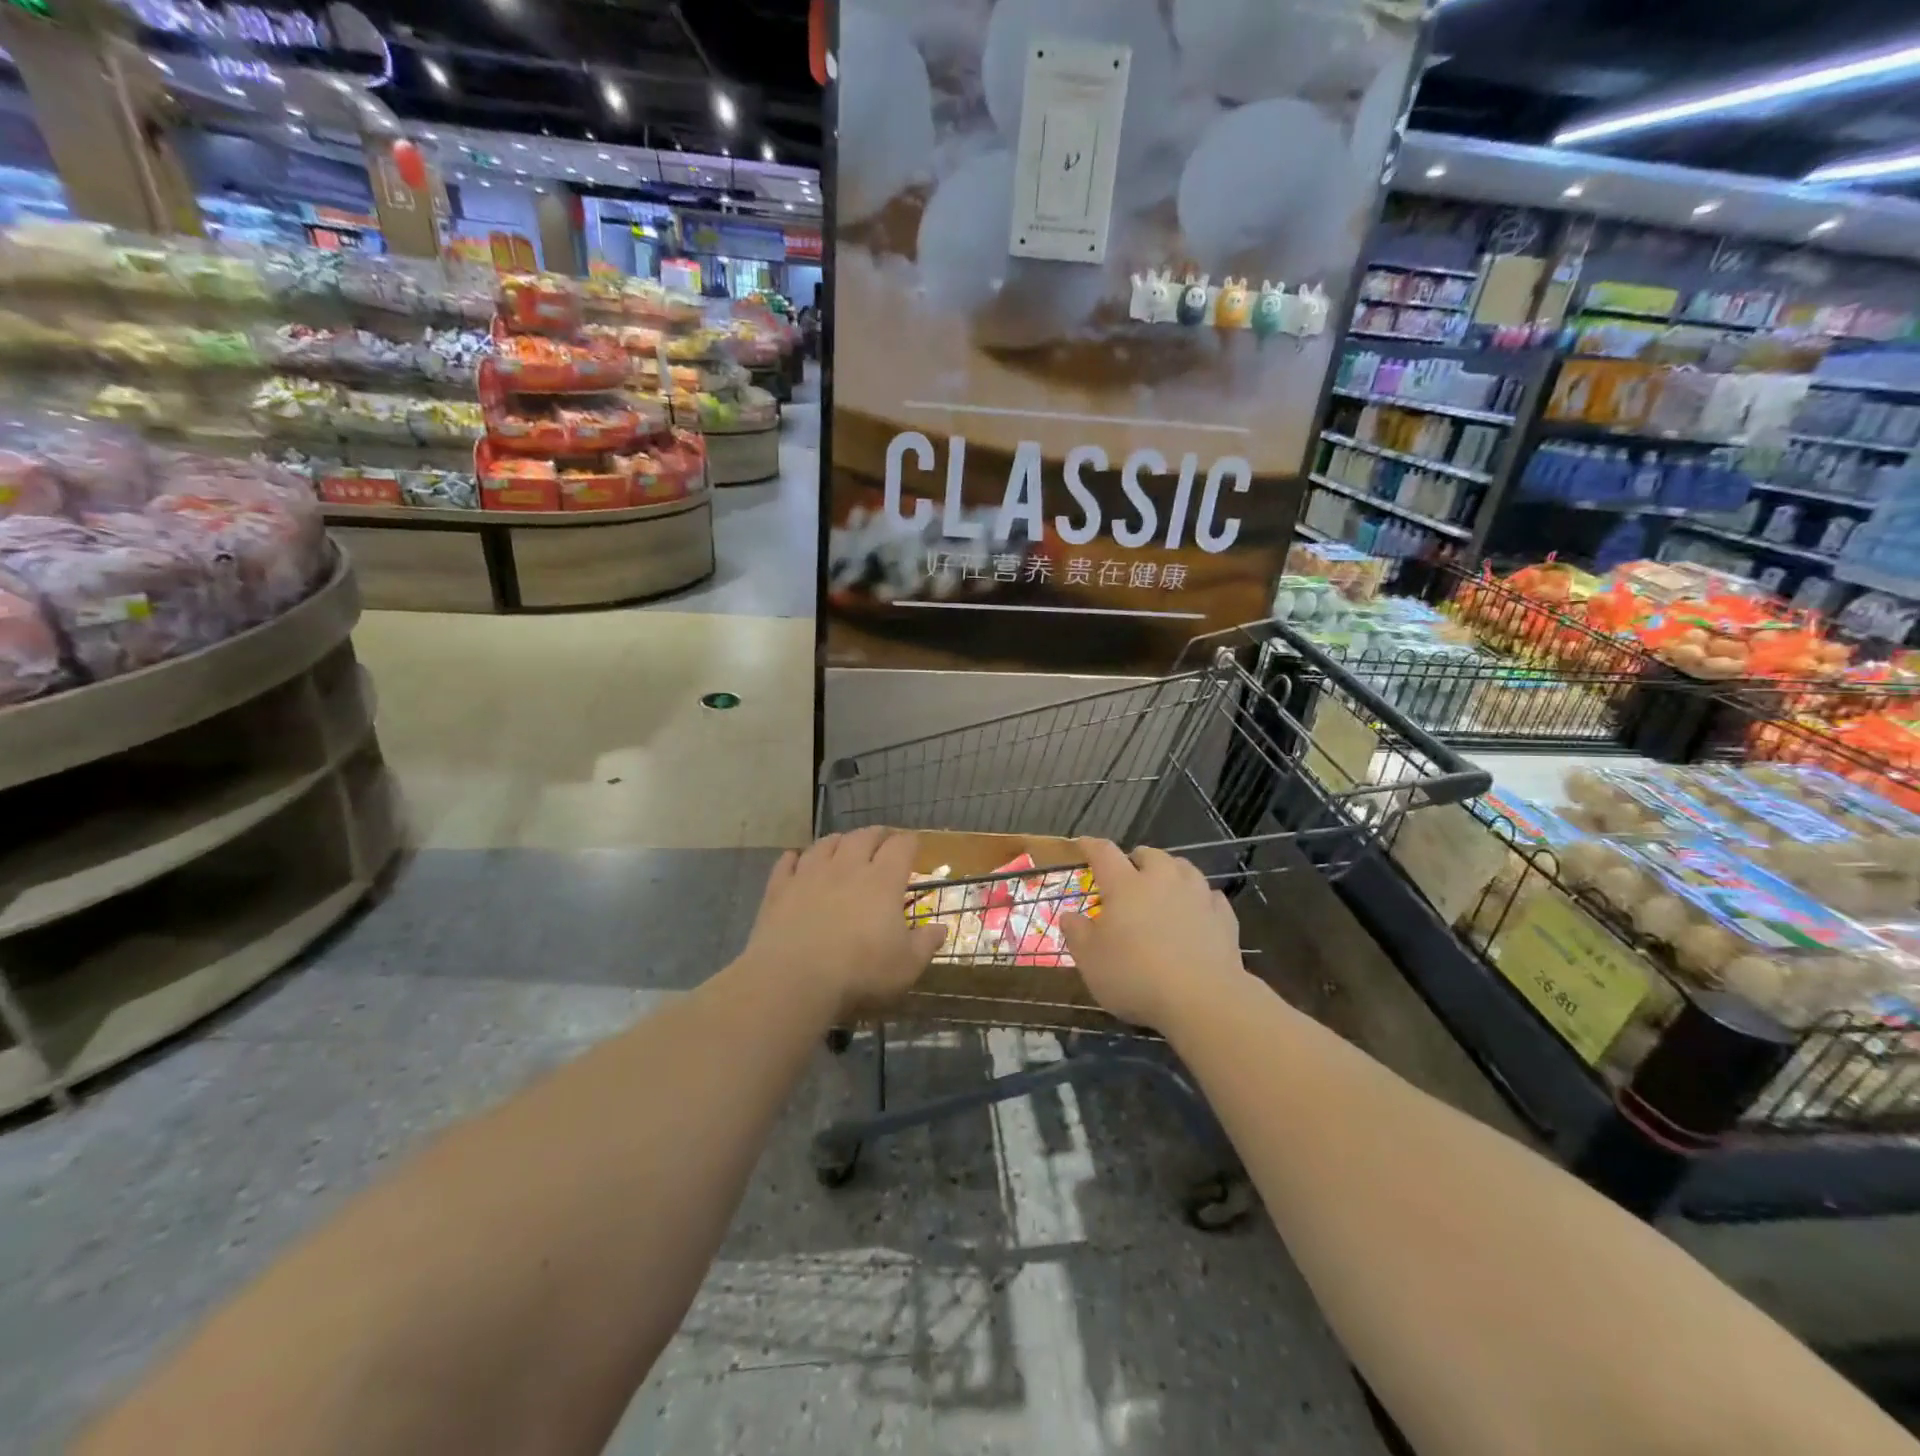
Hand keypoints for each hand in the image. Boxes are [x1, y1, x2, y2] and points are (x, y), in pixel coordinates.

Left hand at [740, 827, 946, 1021]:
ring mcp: (810, 874)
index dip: (909, 842)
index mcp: (883, 881)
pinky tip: (796, 860)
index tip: (914, 846)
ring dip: (838, 841)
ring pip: (826, 843)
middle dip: (877, 835)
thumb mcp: (906, 966)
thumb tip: (941, 928)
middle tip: (882, 841)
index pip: (901, 846)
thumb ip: (926, 944)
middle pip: (864, 836)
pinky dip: (795, 857)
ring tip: (843, 846)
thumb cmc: (860, 973)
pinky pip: (787, 862)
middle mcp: (847, 867)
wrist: (793, 980)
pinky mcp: (780, 889)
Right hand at [1060, 839, 1245, 1032]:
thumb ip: (1077, 934)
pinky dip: (1200, 899)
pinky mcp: (1224, 916)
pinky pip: (1210, 896)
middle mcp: (1162, 880)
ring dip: (1170, 872)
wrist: (1202, 999)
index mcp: (1125, 885)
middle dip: (1136, 859)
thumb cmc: (1135, 976)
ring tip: (1164, 888)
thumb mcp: (1090, 960)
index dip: (1091, 846)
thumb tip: (1069, 916)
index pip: (1104, 853)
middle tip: (1128, 875)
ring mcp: (1197, 895)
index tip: (1083, 844)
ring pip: (1183, 868)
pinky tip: (1197, 912)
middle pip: (1149, 854)